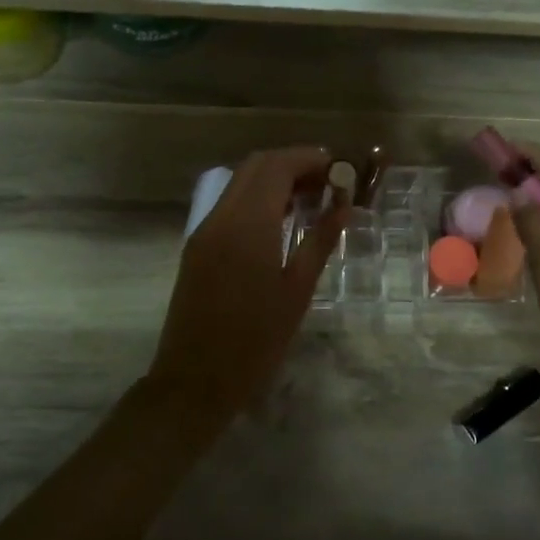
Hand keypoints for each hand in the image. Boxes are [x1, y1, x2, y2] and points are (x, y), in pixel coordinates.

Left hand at [145, 147, 343, 429]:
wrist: (195, 380)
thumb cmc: (255, 341)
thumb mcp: (297, 290)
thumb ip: (320, 241)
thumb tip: (344, 206)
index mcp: (248, 224)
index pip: (277, 167)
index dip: (309, 159)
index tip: (339, 169)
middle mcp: (221, 217)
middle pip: (256, 166)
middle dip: (292, 164)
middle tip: (327, 182)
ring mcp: (204, 231)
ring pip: (239, 183)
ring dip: (274, 180)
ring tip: (311, 200)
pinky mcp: (197, 247)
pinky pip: (229, 205)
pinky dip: (257, 199)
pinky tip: (280, 221)